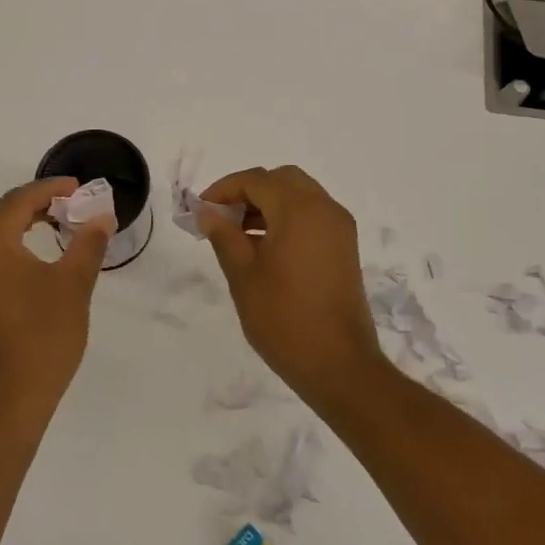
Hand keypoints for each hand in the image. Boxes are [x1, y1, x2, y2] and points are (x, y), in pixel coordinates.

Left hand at [0, 178, 112, 427]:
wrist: (5, 402)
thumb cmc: (41, 338)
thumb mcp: (73, 285)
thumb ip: (87, 243)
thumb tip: (101, 215)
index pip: (20, 200)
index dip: (52, 189)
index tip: (80, 188)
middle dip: (30, 204)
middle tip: (64, 209)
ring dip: (10, 223)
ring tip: (45, 228)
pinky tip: (25, 258)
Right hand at [196, 165, 383, 408]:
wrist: (339, 365)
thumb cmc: (284, 319)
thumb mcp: (243, 275)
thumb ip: (223, 236)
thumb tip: (208, 213)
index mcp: (299, 209)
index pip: (256, 180)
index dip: (224, 189)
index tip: (200, 210)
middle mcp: (324, 208)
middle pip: (281, 180)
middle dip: (248, 191)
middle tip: (222, 217)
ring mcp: (339, 228)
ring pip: (299, 195)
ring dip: (268, 204)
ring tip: (238, 234)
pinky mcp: (344, 247)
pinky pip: (312, 215)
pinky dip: (286, 218)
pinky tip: (264, 246)